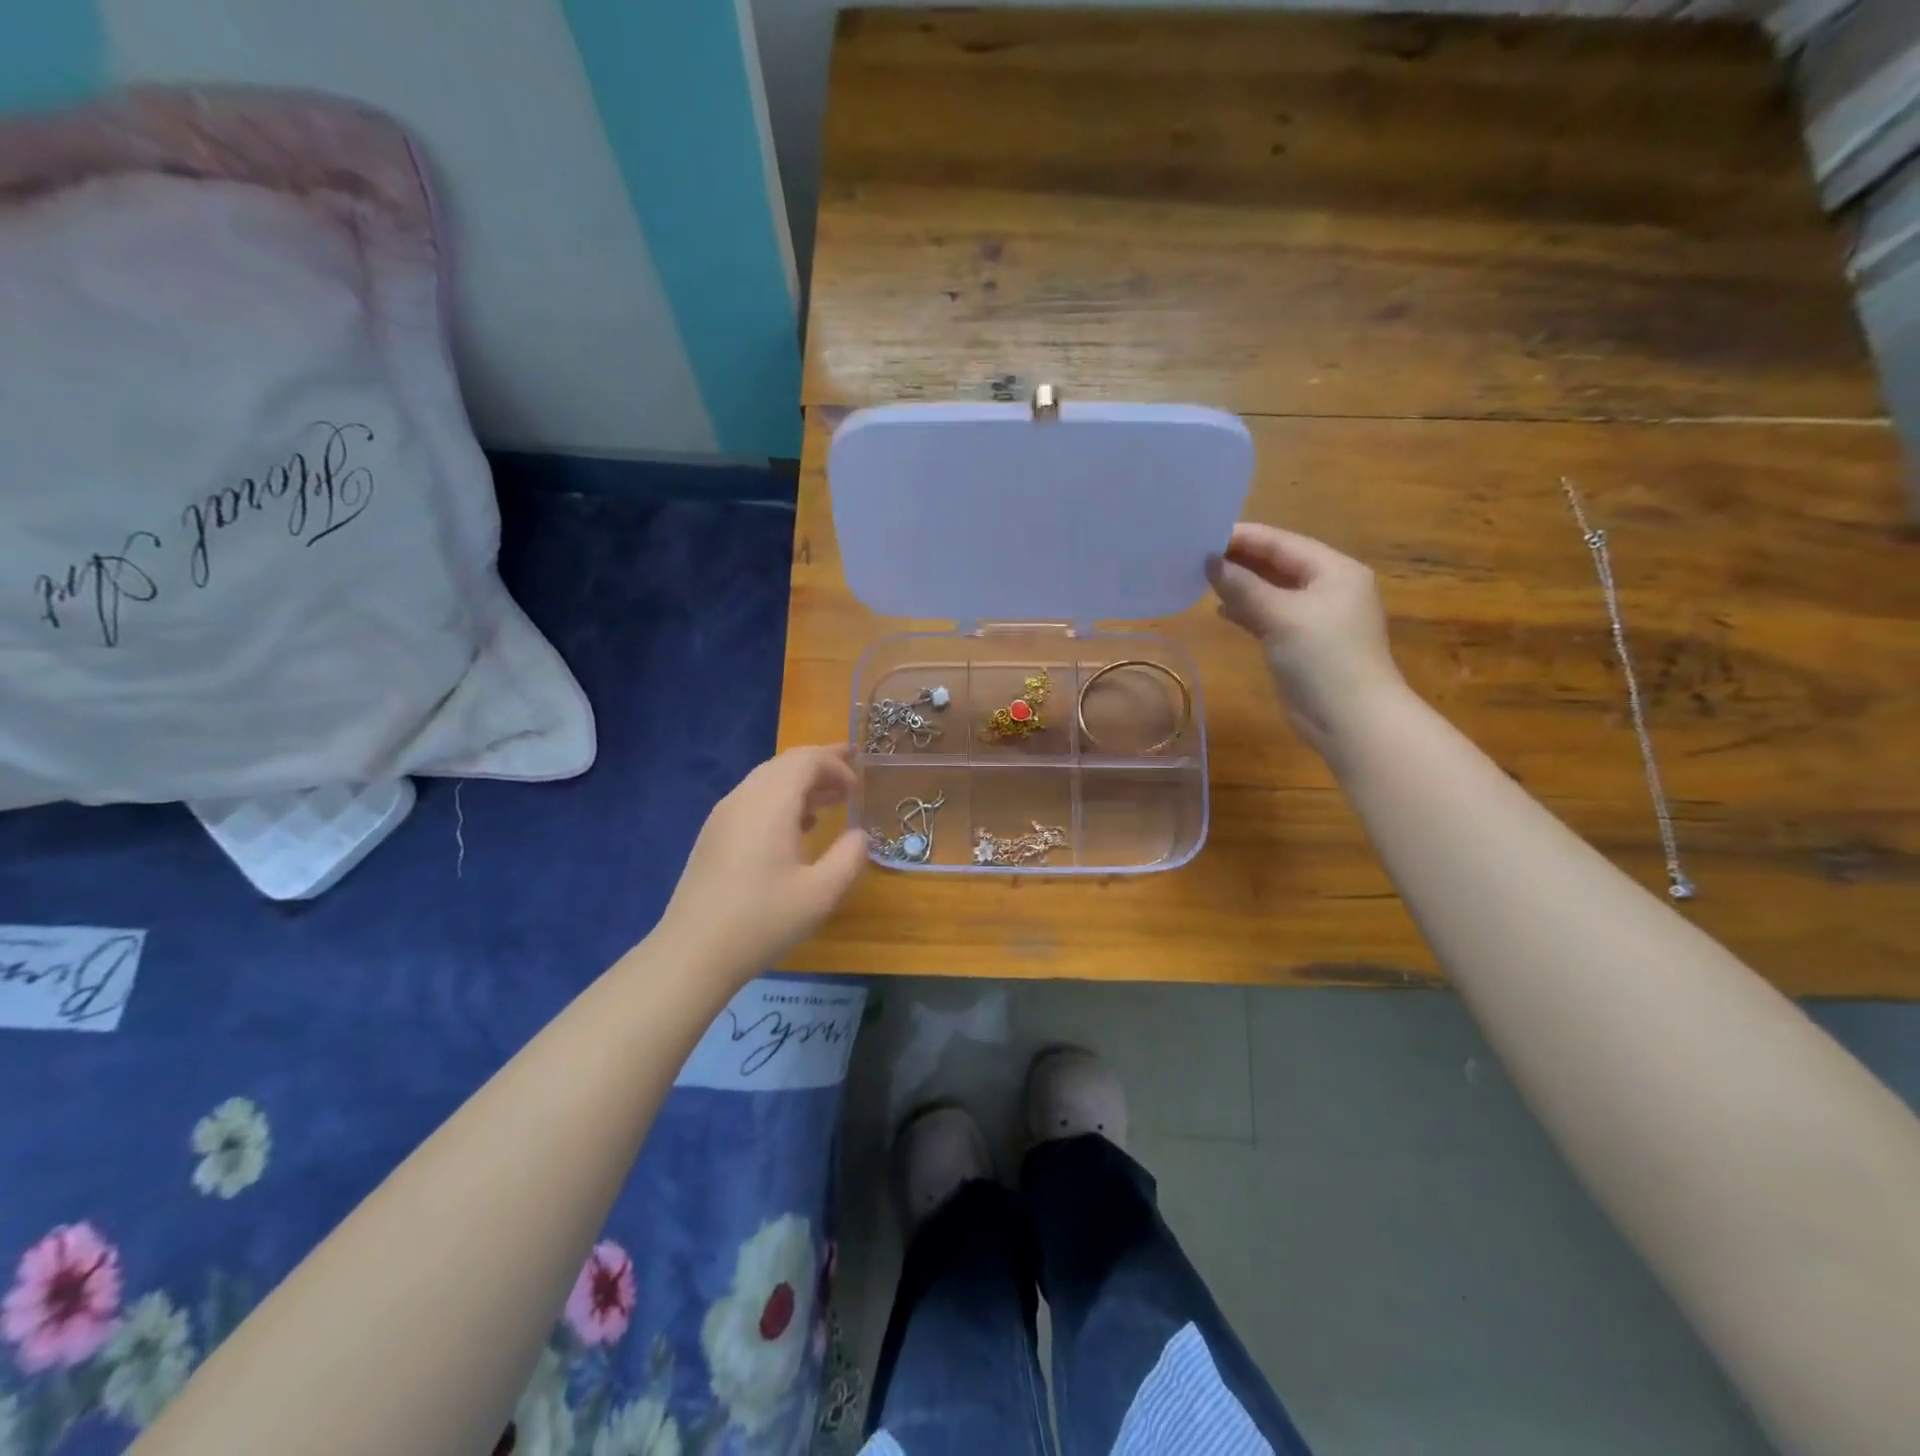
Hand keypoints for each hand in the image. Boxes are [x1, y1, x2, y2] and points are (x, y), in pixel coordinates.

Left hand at [657, 745, 866, 980]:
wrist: (692, 953)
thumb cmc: (762, 920)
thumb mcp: (821, 894)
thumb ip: (849, 857)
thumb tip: (860, 835)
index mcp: (771, 803)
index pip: (807, 760)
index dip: (837, 765)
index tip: (859, 788)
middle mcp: (744, 798)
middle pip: (785, 764)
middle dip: (821, 765)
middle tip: (850, 776)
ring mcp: (723, 815)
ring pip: (767, 780)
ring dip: (801, 783)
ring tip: (830, 801)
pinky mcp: (713, 835)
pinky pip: (753, 800)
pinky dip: (781, 800)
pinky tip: (796, 827)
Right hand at [1207, 523, 1405, 757]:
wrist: (1350, 718)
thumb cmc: (1323, 658)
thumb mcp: (1281, 615)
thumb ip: (1244, 586)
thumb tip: (1210, 562)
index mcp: (1334, 571)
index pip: (1283, 543)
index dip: (1244, 537)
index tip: (1204, 534)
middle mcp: (1328, 588)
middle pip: (1278, 565)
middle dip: (1240, 560)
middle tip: (1197, 555)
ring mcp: (1316, 617)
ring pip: (1272, 591)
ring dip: (1241, 586)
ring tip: (1202, 579)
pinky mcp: (1302, 643)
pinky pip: (1270, 616)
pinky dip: (1248, 611)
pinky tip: (1222, 610)